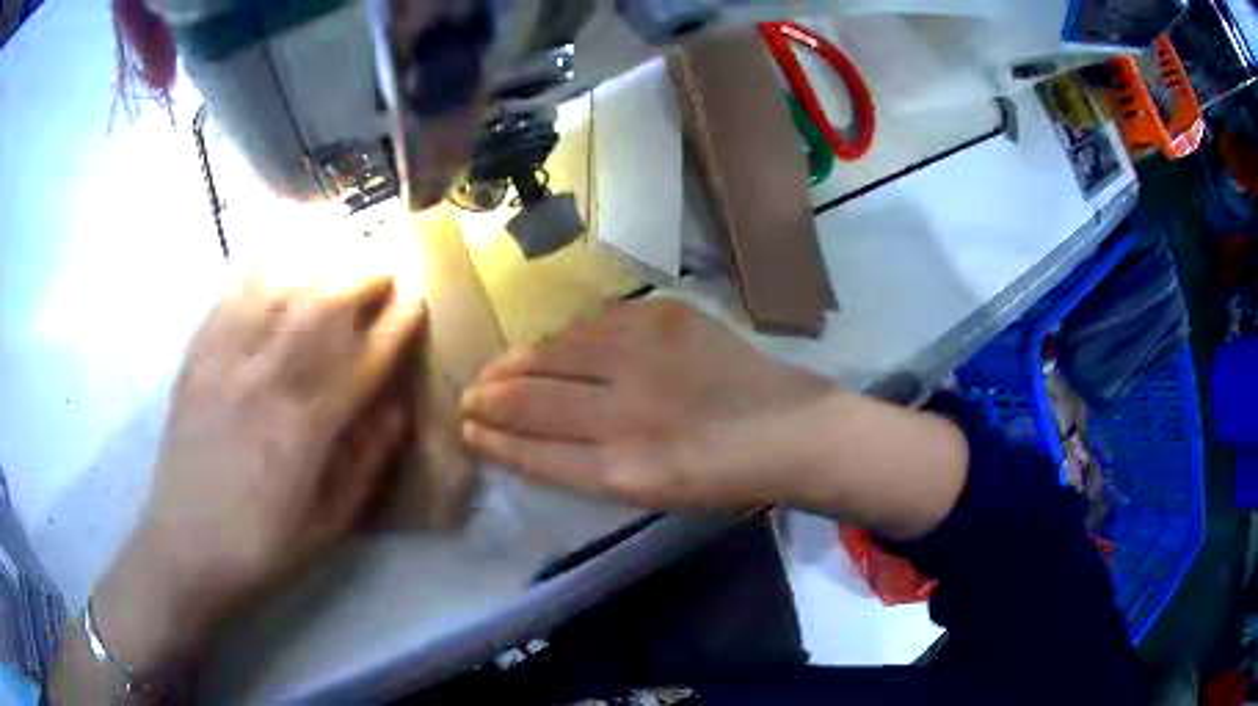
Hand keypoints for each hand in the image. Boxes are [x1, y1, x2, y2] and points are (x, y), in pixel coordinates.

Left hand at [89, 272, 423, 679]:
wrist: (184, 548)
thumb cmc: (262, 546)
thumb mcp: (327, 526)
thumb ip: (365, 463)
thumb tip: (398, 409)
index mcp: (306, 430)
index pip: (362, 360)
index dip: (395, 326)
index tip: (417, 301)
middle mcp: (267, 383)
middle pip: (322, 309)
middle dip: (362, 278)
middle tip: (385, 266)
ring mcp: (226, 363)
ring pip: (279, 291)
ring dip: (317, 262)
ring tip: (340, 246)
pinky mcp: (197, 357)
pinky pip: (229, 295)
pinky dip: (256, 263)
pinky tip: (275, 246)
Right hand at [460, 300, 838, 509]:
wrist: (788, 428)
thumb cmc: (720, 475)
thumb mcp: (648, 492)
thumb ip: (585, 465)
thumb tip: (530, 431)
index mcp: (623, 473)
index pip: (532, 451)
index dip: (493, 440)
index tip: (468, 430)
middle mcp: (625, 414)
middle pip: (529, 400)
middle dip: (487, 399)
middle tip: (467, 397)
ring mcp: (644, 357)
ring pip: (551, 354)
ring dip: (512, 364)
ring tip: (493, 370)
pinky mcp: (662, 317)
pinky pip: (590, 327)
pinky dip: (562, 342)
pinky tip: (548, 349)